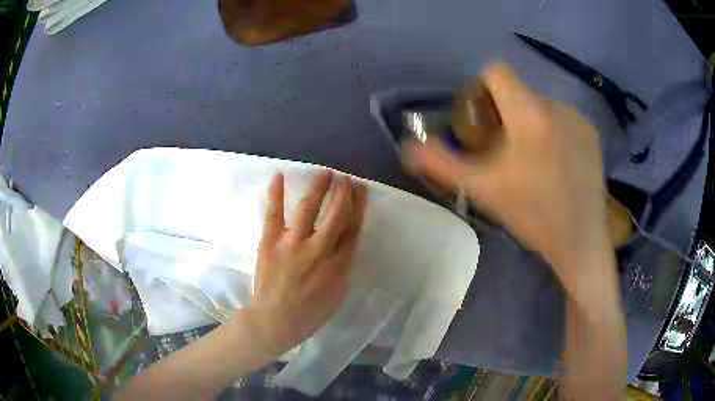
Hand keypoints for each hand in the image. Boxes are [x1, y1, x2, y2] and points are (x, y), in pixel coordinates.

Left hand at [239, 171, 367, 359]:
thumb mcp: (338, 292)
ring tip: (325, 173)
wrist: (275, 320)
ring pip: (308, 208)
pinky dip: (276, 193)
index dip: (358, 205)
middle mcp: (318, 250)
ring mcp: (292, 244)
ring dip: (318, 187)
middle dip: (343, 191)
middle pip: (336, 213)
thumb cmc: (310, 311)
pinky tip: (279, 176)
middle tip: (345, 178)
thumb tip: (344, 239)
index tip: (360, 189)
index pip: (353, 227)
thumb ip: (344, 264)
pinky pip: (273, 213)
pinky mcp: (269, 242)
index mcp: (338, 264)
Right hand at [403, 62, 609, 295]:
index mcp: (529, 114)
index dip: (482, 88)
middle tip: (506, 150)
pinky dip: (553, 130)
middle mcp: (556, 104)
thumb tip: (407, 147)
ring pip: (540, 104)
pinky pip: (562, 117)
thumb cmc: (532, 215)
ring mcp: (578, 117)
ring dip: (530, 121)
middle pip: (518, 89)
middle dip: (505, 111)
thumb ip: (442, 164)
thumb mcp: (483, 189)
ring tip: (534, 160)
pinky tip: (557, 162)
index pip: (497, 70)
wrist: (580, 241)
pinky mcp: (592, 131)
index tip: (483, 120)